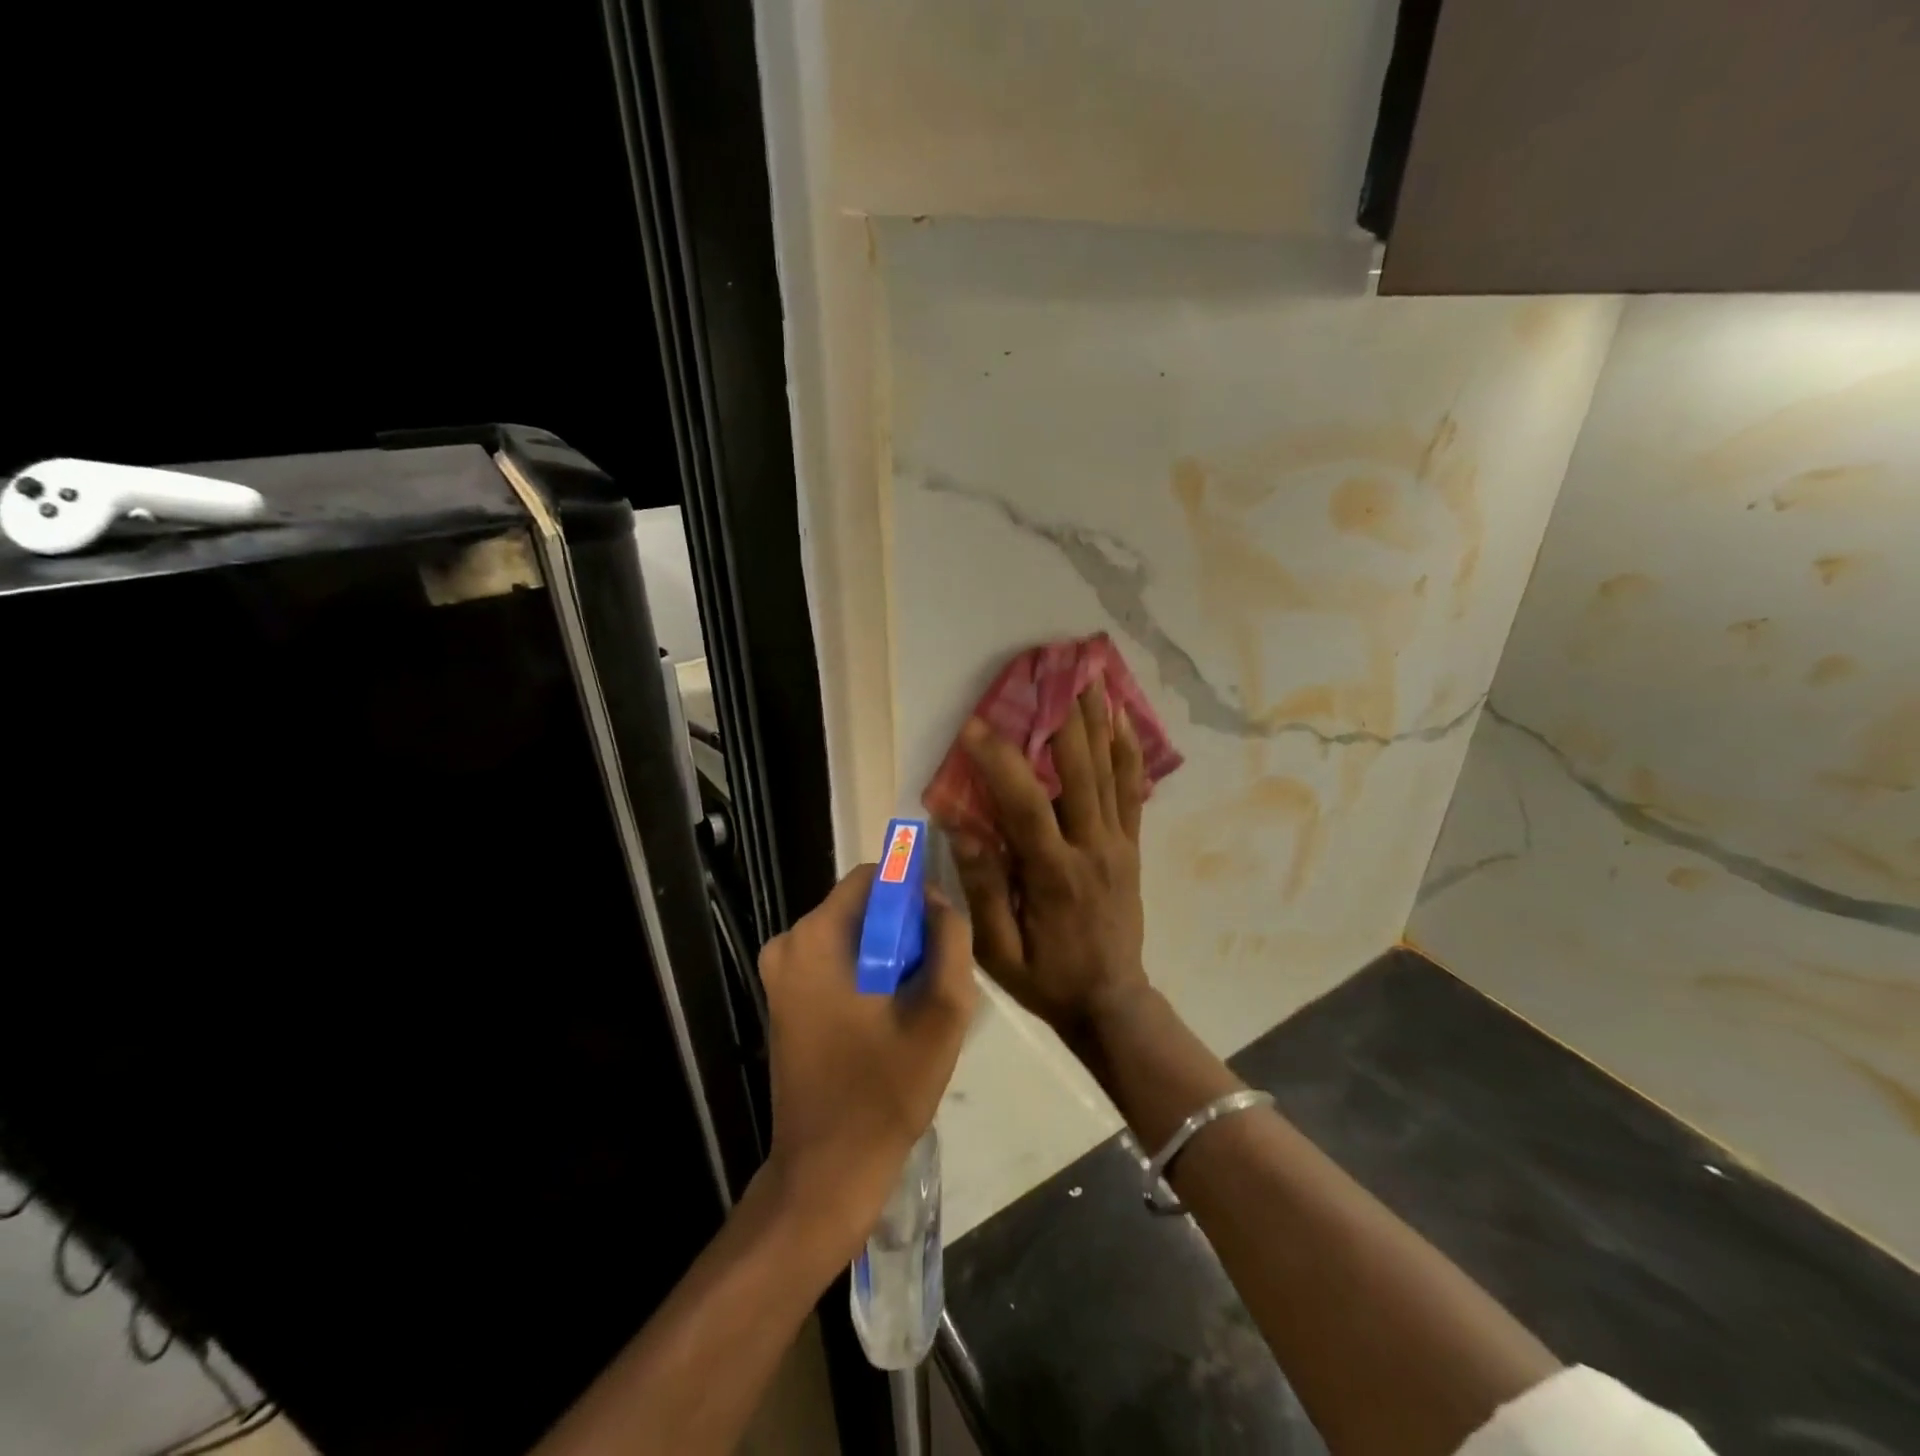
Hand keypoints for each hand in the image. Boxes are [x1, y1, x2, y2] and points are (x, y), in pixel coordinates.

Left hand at [757, 864, 975, 1259]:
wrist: (827, 1171)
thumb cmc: (885, 1089)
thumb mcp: (941, 1011)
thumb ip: (949, 940)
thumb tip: (938, 900)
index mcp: (816, 938)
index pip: (872, 877)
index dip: (912, 891)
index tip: (940, 928)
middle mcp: (787, 945)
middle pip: (860, 906)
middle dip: (902, 927)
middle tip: (933, 973)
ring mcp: (780, 975)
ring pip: (850, 936)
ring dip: (887, 953)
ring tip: (914, 1001)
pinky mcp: (783, 1001)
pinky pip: (834, 962)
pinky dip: (865, 973)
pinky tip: (888, 1016)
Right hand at [942, 685, 1151, 1040]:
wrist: (1112, 1003)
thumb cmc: (1046, 978)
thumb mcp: (998, 950)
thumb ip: (982, 886)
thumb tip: (960, 827)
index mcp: (1054, 875)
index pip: (1025, 806)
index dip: (999, 762)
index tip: (974, 726)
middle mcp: (1093, 848)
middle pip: (1080, 771)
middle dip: (1063, 718)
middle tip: (1051, 672)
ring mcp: (1119, 845)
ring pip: (1111, 772)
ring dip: (1099, 721)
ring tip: (1090, 676)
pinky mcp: (1132, 848)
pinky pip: (1134, 792)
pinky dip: (1128, 752)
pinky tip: (1122, 719)